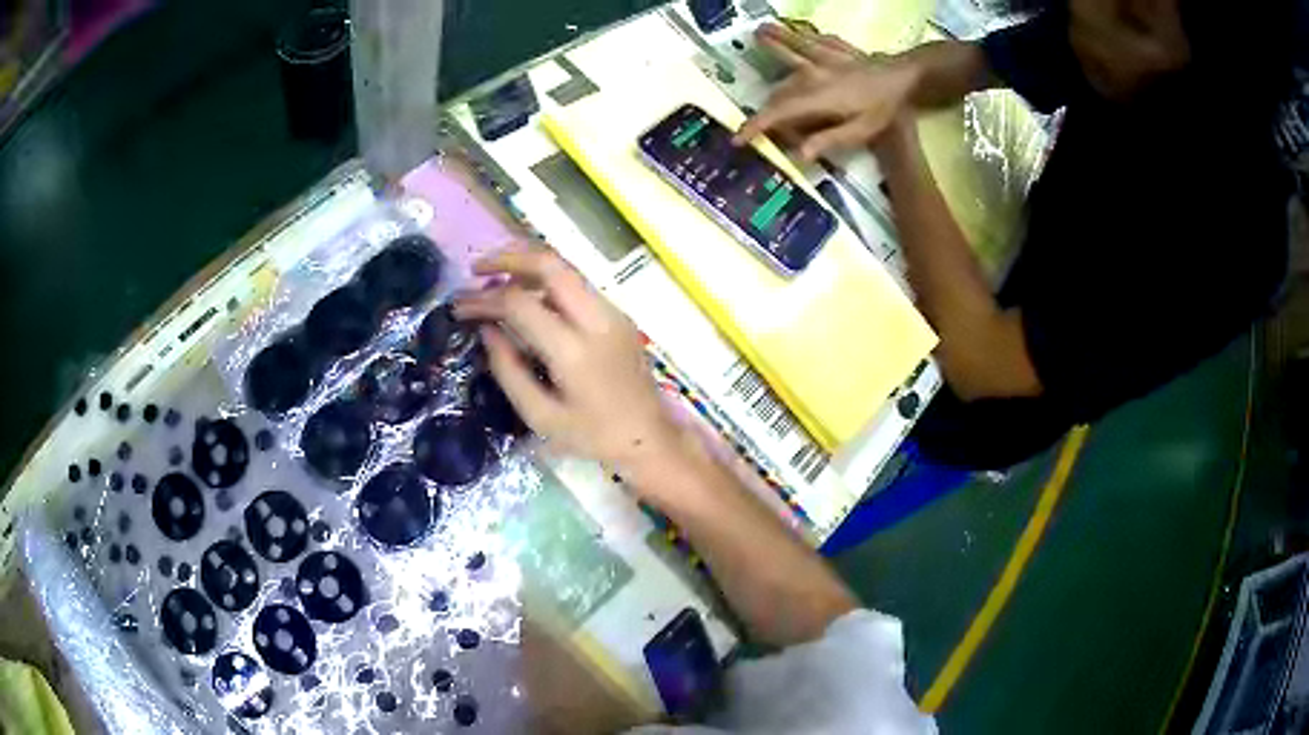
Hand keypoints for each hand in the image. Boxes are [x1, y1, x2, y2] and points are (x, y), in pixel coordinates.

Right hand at [454, 244, 681, 476]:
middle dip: (508, 258)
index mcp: (574, 350)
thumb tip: (486, 329)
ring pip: (566, 268)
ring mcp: (613, 312)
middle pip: (550, 264)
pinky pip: (577, 284)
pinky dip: (546, 281)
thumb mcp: (540, 415)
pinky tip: (526, 296)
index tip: (459, 307)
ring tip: (495, 281)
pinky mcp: (618, 315)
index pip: (520, 303)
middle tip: (476, 270)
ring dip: (527, 267)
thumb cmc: (592, 436)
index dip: (484, 300)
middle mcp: (597, 319)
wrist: (649, 438)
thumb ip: (508, 370)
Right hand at [734, 23, 917, 161]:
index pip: (777, 113)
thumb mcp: (859, 133)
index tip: (737, 138)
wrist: (903, 77)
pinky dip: (804, 34)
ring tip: (758, 31)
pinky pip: (814, 38)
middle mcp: (811, 73)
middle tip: (758, 113)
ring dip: (774, 40)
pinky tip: (799, 30)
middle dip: (767, 100)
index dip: (754, 126)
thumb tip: (797, 155)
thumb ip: (827, 141)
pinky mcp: (835, 46)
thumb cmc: (882, 109)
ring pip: (791, 46)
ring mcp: (822, 55)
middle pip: (780, 87)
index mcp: (814, 97)